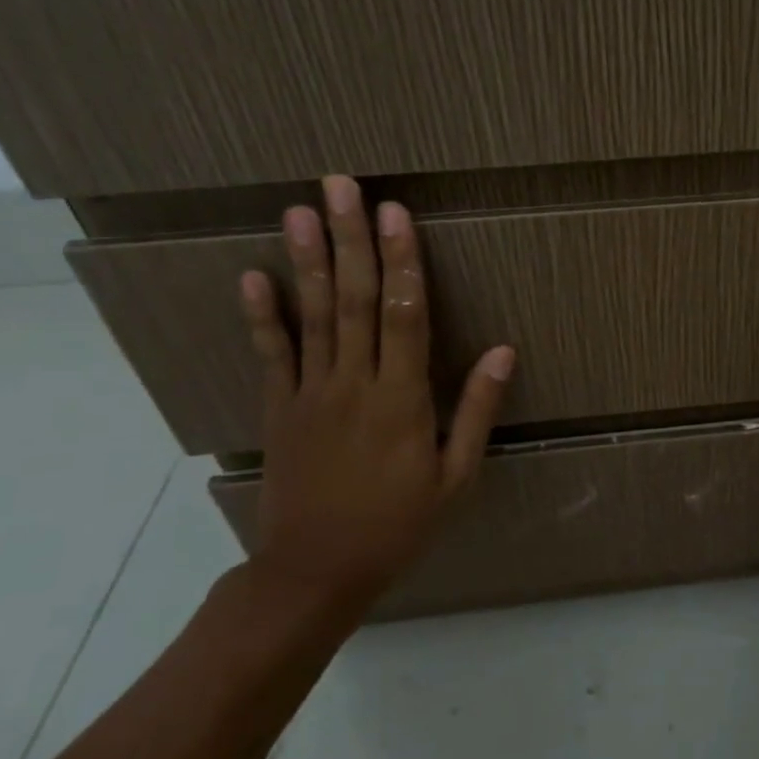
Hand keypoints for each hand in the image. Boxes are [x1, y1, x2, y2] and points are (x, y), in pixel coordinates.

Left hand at [236, 175, 514, 618]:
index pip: (404, 315)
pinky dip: (262, 315)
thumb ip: (476, 410)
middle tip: (341, 187)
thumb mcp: (455, 476)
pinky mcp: (279, 409)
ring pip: (313, 316)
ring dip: (308, 261)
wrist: (316, 571)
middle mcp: (353, 384)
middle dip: (351, 240)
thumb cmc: (398, 525)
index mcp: (402, 399)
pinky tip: (254, 276)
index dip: (401, 261)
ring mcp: (310, 394)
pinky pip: (271, 355)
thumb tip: (504, 351)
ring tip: (300, 211)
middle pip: (354, 300)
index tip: (395, 214)